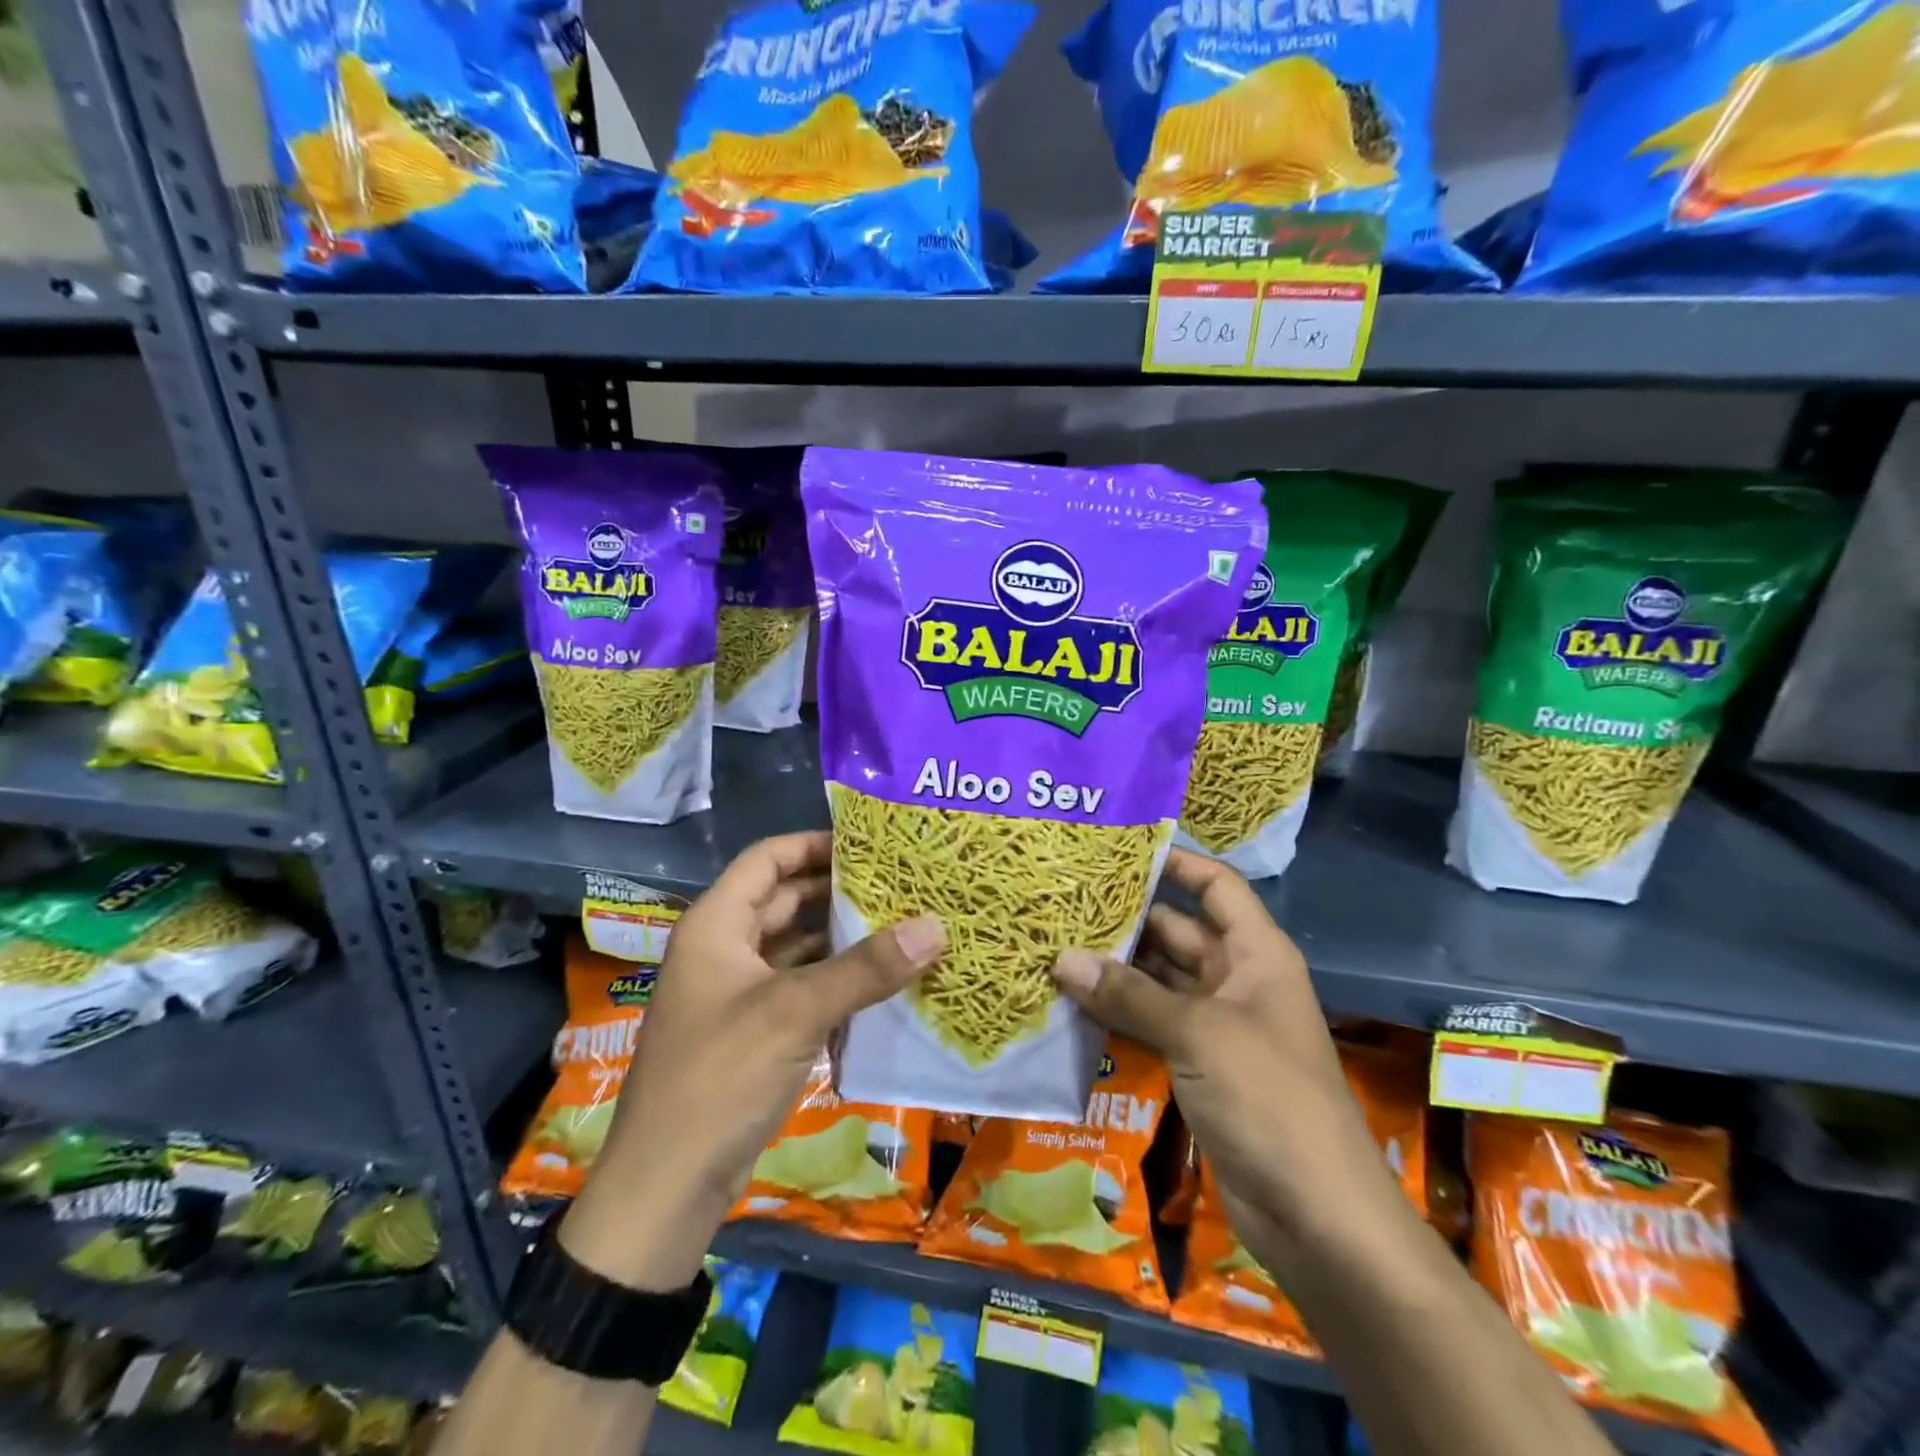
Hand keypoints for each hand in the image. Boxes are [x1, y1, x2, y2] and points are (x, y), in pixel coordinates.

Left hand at [560, 831, 944, 1288]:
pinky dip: (836, 979)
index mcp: (716, 925)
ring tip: (902, 923)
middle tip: (900, 881)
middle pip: (785, 900)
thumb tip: (936, 926)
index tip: (870, 843)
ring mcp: (738, 992)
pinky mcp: (754, 1031)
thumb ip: (866, 968)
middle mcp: (724, 948)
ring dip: (841, 937)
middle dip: (838, 889)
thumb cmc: (719, 1078)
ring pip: (796, 946)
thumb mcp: (795, 1013)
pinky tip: (881, 980)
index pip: (767, 859)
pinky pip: (800, 987)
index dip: (814, 843)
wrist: (666, 1188)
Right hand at [1049, 849, 1383, 1242]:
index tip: (1122, 849)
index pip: (1217, 887)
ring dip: (1114, 968)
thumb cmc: (1269, 1098)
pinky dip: (1117, 1012)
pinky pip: (1151, 1023)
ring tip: (1055, 941)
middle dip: (1128, 917)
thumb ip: (1129, 994)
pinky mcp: (1197, 1065)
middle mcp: (1236, 980)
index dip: (1178, 863)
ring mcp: (1216, 1025)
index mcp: (1256, 954)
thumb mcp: (1198, 1033)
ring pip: (1158, 980)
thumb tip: (1063, 959)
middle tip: (1066, 899)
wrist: (1315, 1213)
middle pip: (1177, 932)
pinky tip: (1070, 1001)